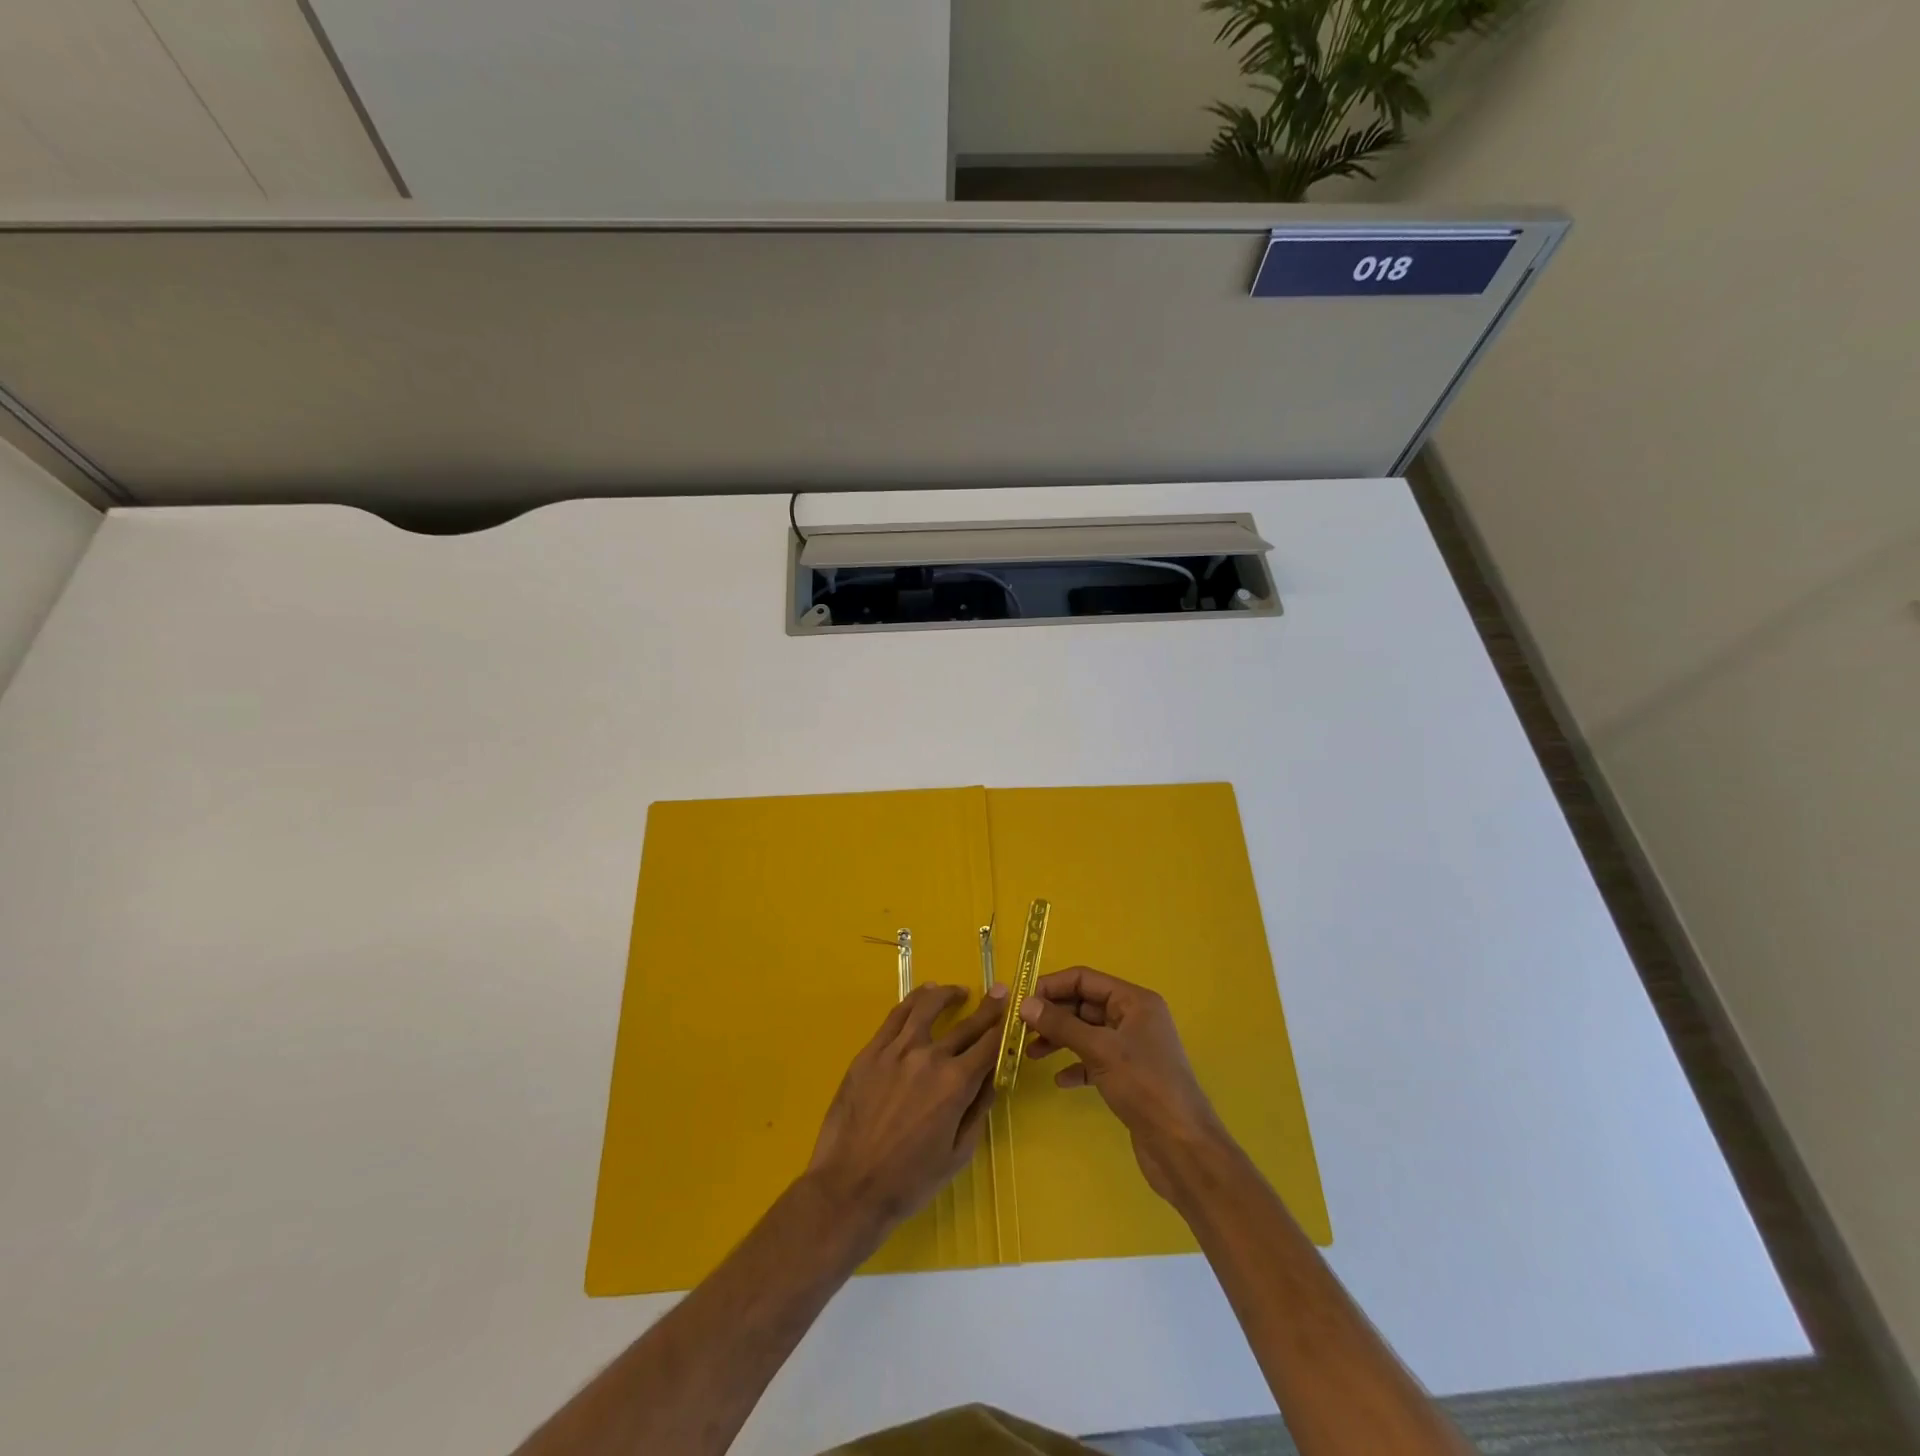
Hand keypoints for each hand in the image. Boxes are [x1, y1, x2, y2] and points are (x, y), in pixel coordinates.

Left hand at [805, 982, 1008, 1238]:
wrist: (850, 1186)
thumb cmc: (909, 1180)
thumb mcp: (958, 1154)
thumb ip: (977, 1110)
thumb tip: (991, 1077)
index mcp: (956, 1084)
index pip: (990, 1045)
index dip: (1005, 1027)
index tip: (1015, 1012)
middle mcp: (930, 1057)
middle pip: (966, 1025)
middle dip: (988, 1008)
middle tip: (999, 991)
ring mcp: (897, 1050)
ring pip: (927, 1007)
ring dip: (948, 995)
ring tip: (958, 992)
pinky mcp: (871, 1051)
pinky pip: (896, 1015)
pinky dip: (914, 1000)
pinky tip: (923, 996)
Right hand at [1019, 966, 1231, 1202]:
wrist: (1182, 1147)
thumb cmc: (1145, 1087)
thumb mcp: (1100, 1050)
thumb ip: (1061, 1025)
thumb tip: (1025, 1004)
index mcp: (1134, 1001)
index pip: (1085, 979)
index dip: (1052, 986)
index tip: (1022, 1001)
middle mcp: (1134, 1018)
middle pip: (1085, 1005)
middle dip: (1053, 1015)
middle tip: (1020, 1029)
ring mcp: (1132, 1048)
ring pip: (1087, 1033)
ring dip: (1059, 1040)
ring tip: (1030, 1053)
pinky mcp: (1128, 1076)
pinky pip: (1094, 1060)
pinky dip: (1075, 1065)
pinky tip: (1059, 1080)